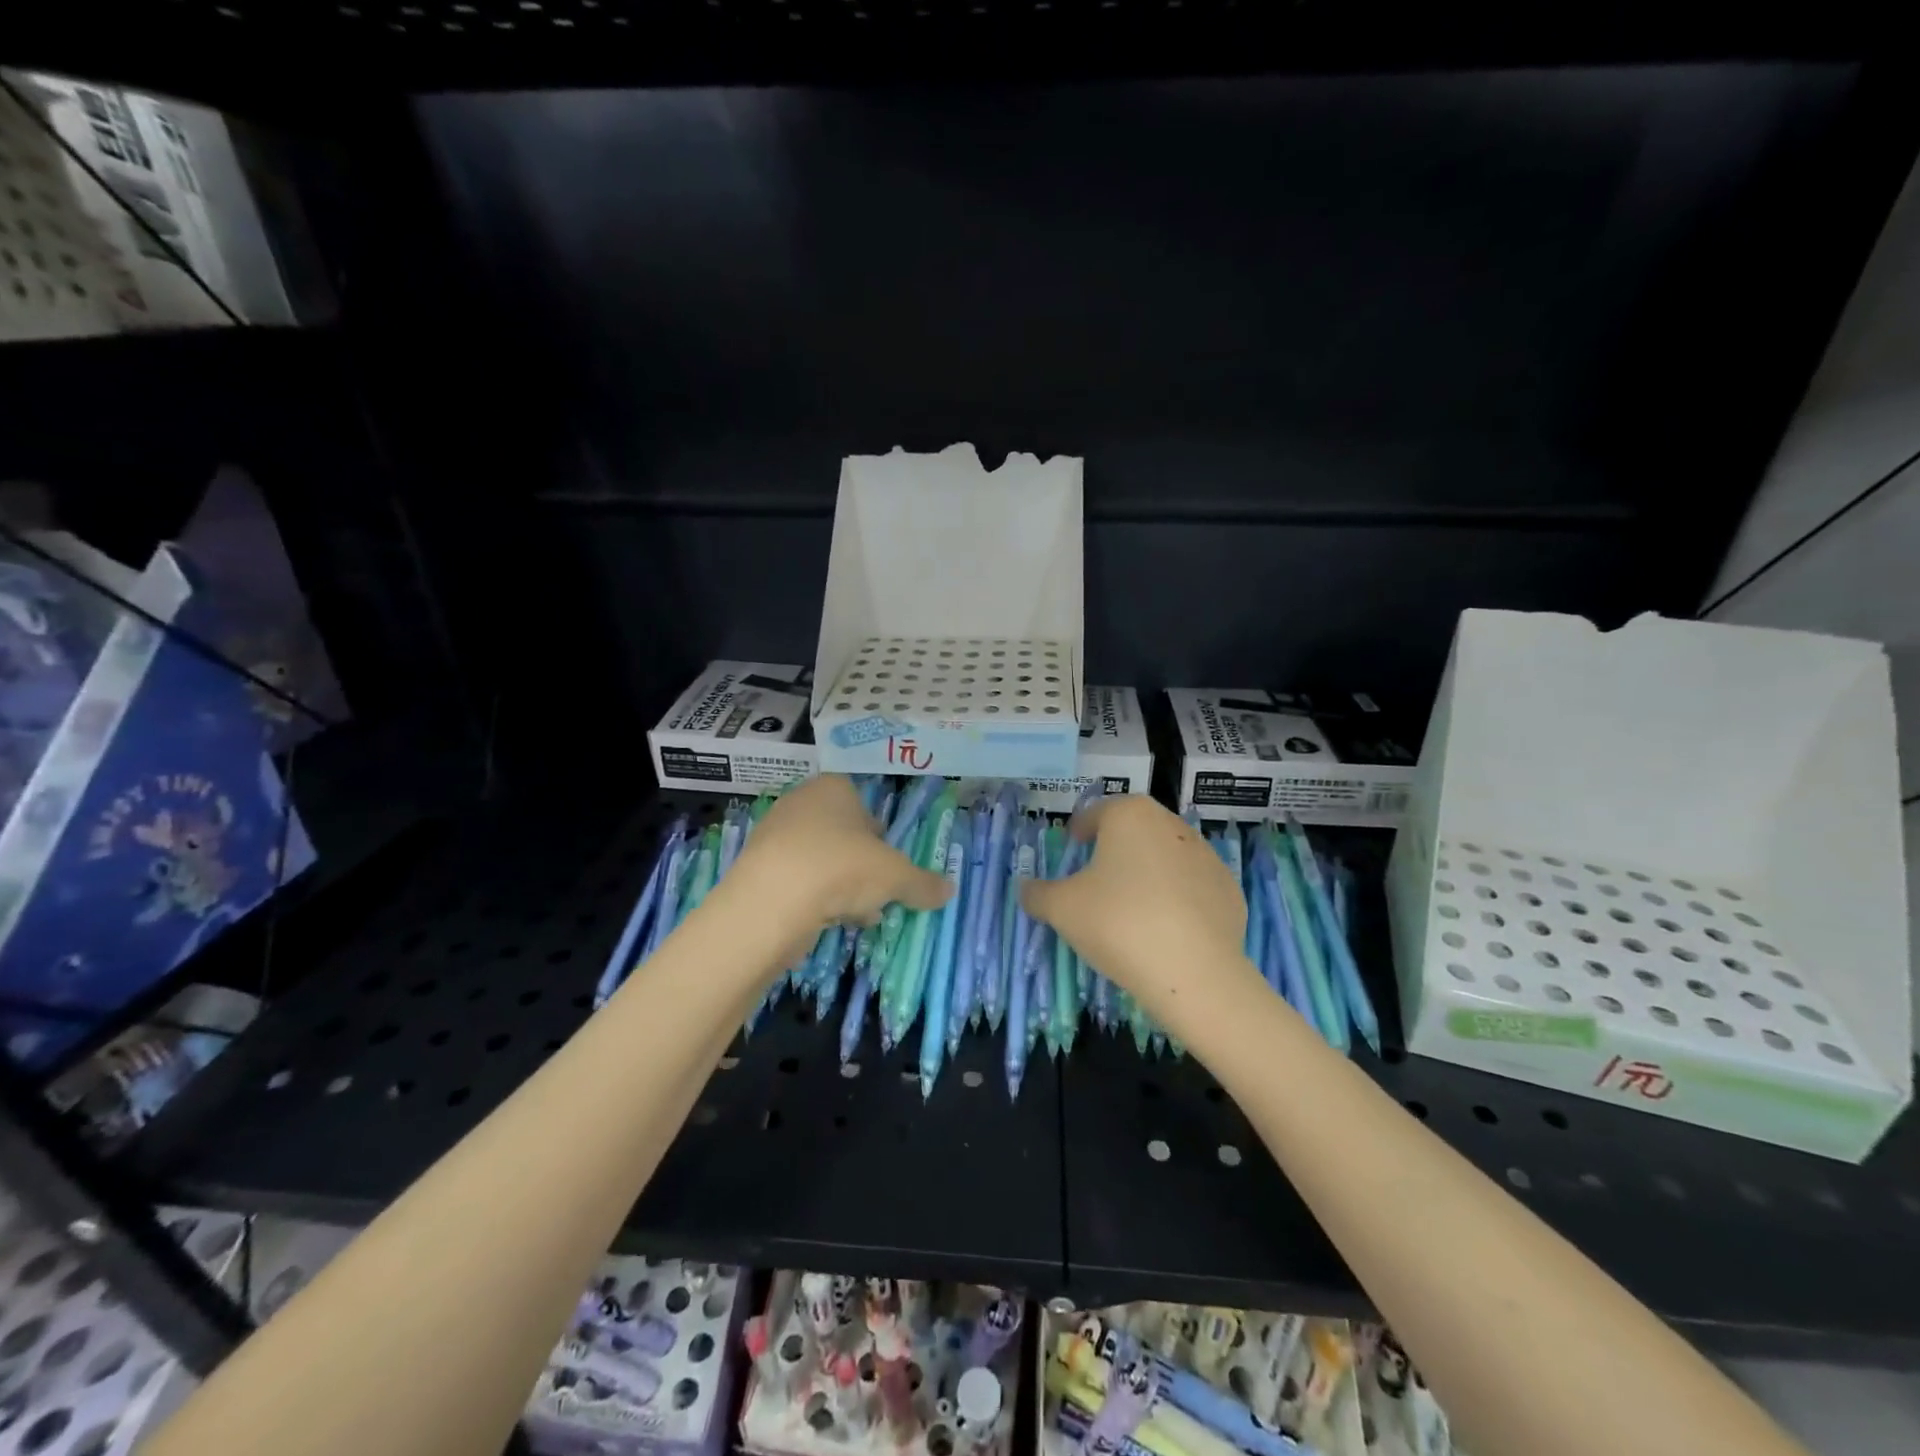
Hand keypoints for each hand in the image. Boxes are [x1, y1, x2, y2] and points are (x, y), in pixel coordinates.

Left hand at [718, 776, 950, 950]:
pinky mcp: (757, 869)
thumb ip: (922, 883)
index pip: (862, 802)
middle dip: (862, 864)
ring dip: (841, 885)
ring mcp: (774, 835)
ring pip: (820, 859)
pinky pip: (797, 881)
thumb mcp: (895, 876)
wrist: (772, 902)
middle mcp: (800, 802)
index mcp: (833, 787)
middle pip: (841, 833)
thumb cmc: (841, 868)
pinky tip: (830, 922)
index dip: (879, 833)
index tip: (889, 861)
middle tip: (878, 891)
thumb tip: (949, 891)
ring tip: (859, 914)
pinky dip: (814, 898)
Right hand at [1021, 796, 1257, 1035]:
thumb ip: (1037, 893)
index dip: (1080, 829)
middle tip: (1097, 878)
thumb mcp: (1061, 909)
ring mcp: (1206, 856)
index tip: (1072, 847)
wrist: (1194, 972)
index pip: (1097, 813)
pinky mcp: (1229, 890)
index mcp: (1129, 816)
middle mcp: (1171, 824)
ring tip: (1132, 907)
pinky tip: (1165, 929)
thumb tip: (1025, 888)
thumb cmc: (1118, 923)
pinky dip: (1177, 899)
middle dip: (1116, 849)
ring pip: (1166, 856)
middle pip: (1135, 830)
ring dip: (1148, 872)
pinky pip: (1192, 887)